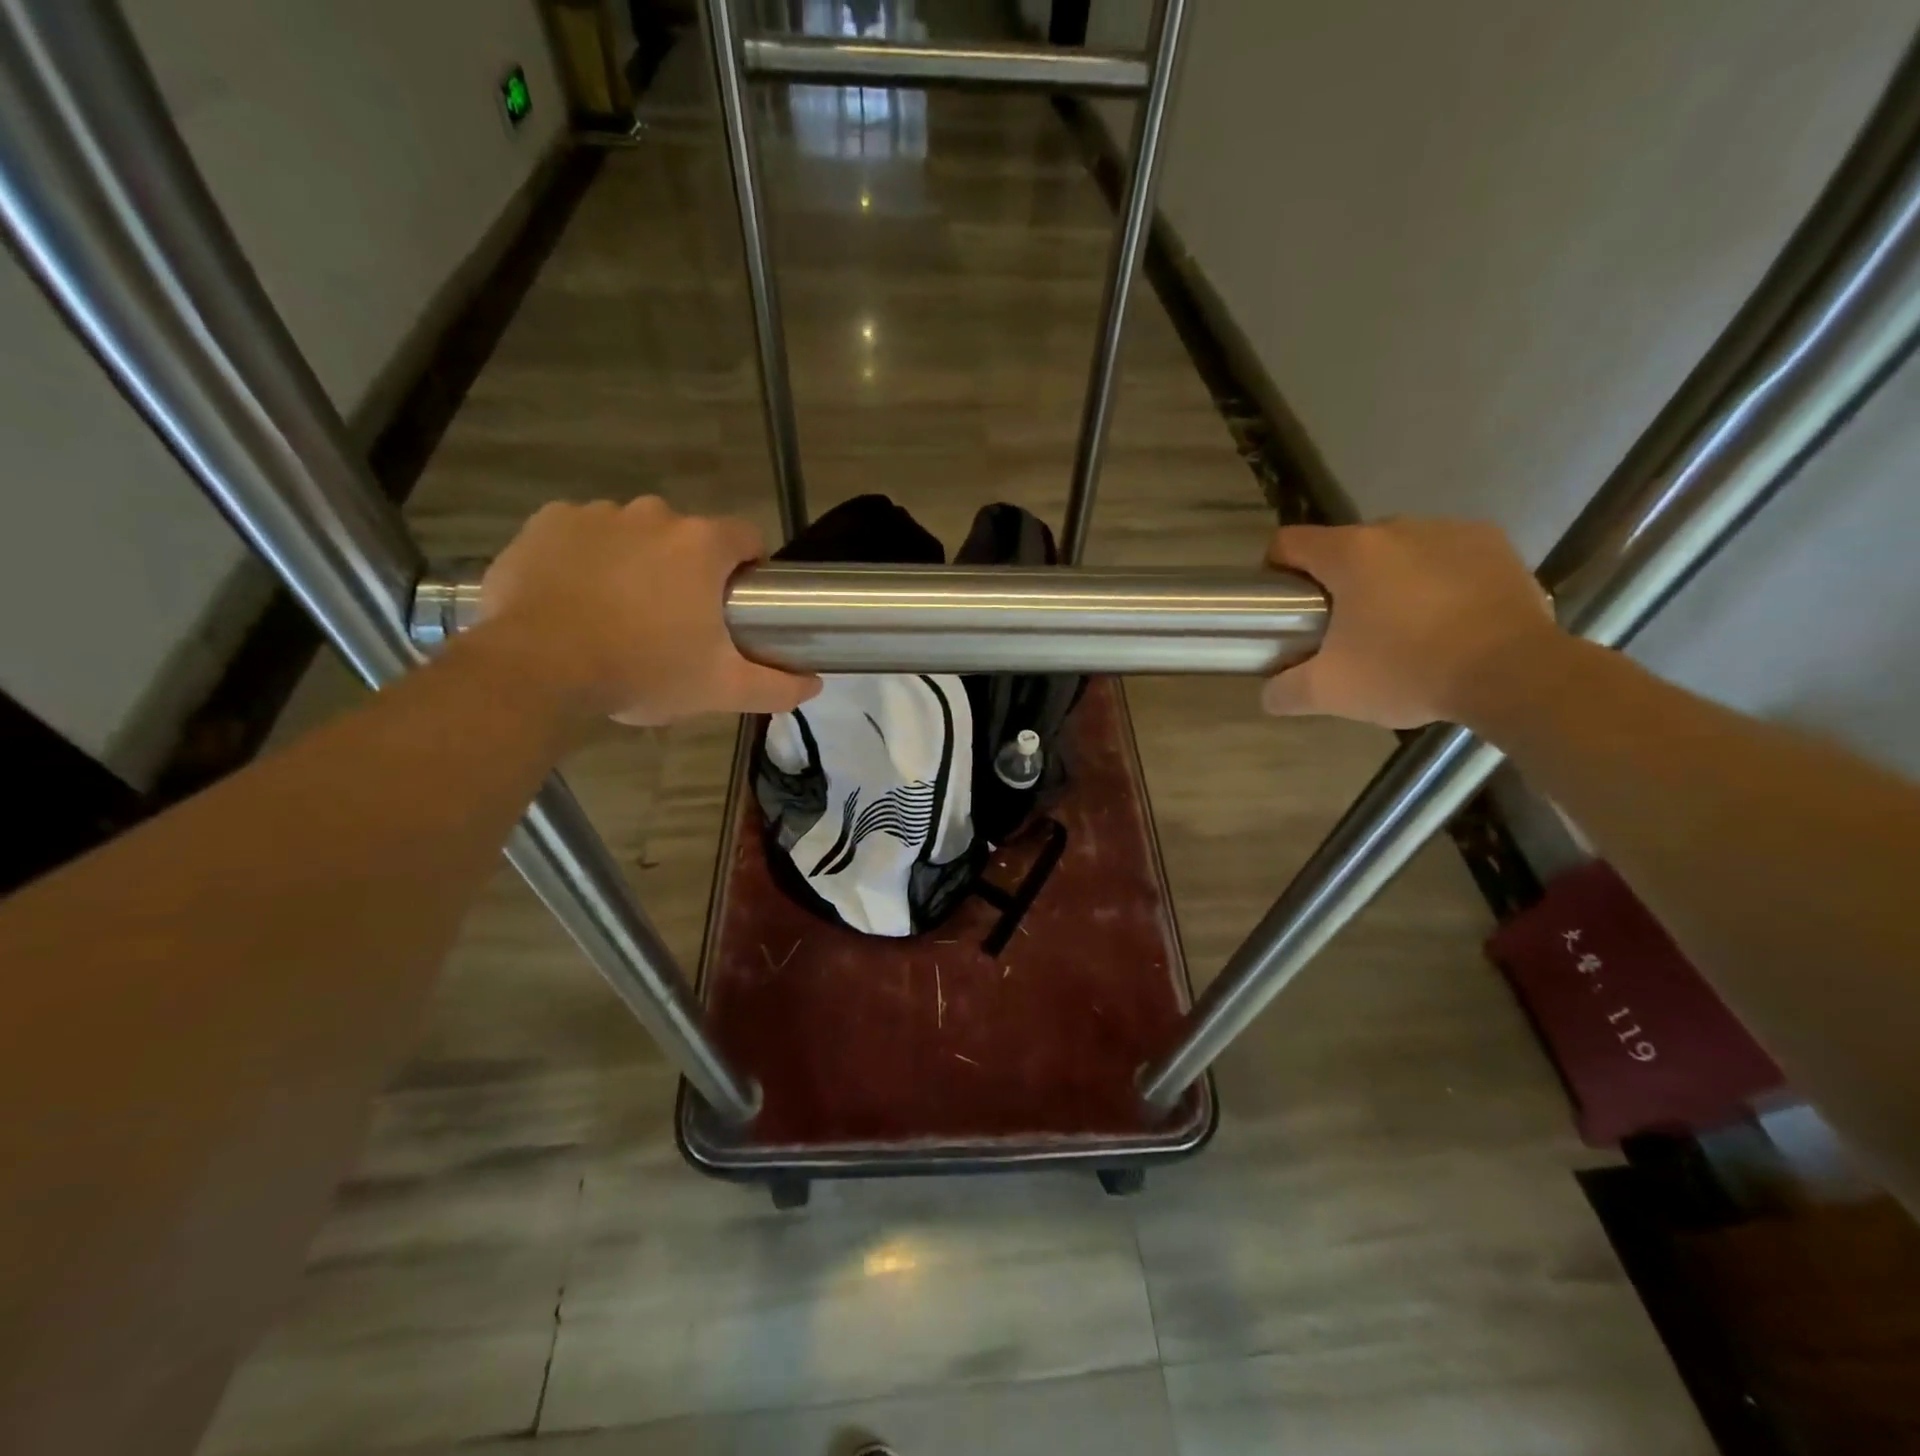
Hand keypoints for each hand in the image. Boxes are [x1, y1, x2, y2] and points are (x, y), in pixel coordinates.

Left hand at [478, 497, 819, 726]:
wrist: (538, 669)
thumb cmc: (644, 671)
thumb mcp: (721, 689)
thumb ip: (777, 686)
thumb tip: (815, 685)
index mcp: (702, 545)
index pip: (747, 538)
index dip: (748, 570)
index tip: (734, 607)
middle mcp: (653, 514)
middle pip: (688, 537)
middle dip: (688, 571)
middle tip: (675, 622)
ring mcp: (596, 513)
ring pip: (635, 534)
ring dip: (638, 563)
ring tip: (621, 614)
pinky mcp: (547, 523)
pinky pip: (582, 533)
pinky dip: (587, 558)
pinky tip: (578, 597)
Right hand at [1261, 518, 1559, 728]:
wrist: (1513, 673)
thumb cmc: (1407, 671)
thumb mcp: (1330, 692)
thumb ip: (1285, 691)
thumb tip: (1269, 693)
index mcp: (1349, 553)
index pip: (1288, 542)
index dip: (1276, 570)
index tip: (1286, 604)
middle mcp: (1395, 527)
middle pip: (1345, 548)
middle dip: (1338, 581)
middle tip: (1345, 629)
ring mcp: (1449, 530)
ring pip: (1397, 550)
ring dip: (1389, 578)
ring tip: (1402, 625)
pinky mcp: (1493, 544)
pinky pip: (1446, 554)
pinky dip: (1436, 578)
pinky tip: (1446, 617)